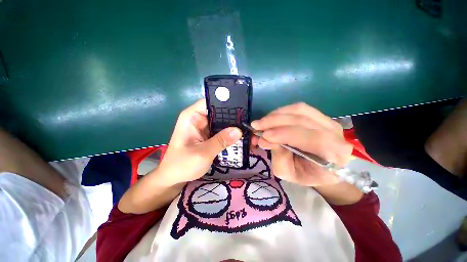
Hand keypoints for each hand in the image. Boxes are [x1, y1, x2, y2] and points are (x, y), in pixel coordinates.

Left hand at [157, 99, 242, 184]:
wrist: (174, 177)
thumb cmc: (182, 164)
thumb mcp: (203, 153)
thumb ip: (221, 141)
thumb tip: (239, 130)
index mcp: (192, 116)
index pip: (210, 102)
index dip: (226, 102)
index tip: (241, 108)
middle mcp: (198, 118)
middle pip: (219, 111)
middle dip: (233, 116)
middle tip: (248, 121)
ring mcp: (204, 127)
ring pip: (222, 121)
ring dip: (233, 126)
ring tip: (248, 128)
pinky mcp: (208, 135)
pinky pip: (221, 130)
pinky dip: (229, 133)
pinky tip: (241, 136)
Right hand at [251, 102, 352, 187]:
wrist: (322, 168)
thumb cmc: (306, 174)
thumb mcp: (288, 173)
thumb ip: (278, 156)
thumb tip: (264, 139)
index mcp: (334, 155)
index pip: (312, 138)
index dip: (285, 134)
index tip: (263, 136)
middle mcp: (336, 134)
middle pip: (303, 120)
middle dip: (275, 121)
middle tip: (256, 126)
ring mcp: (329, 121)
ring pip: (300, 110)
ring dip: (276, 115)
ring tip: (261, 122)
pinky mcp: (320, 116)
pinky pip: (299, 108)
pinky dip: (281, 112)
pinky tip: (271, 118)